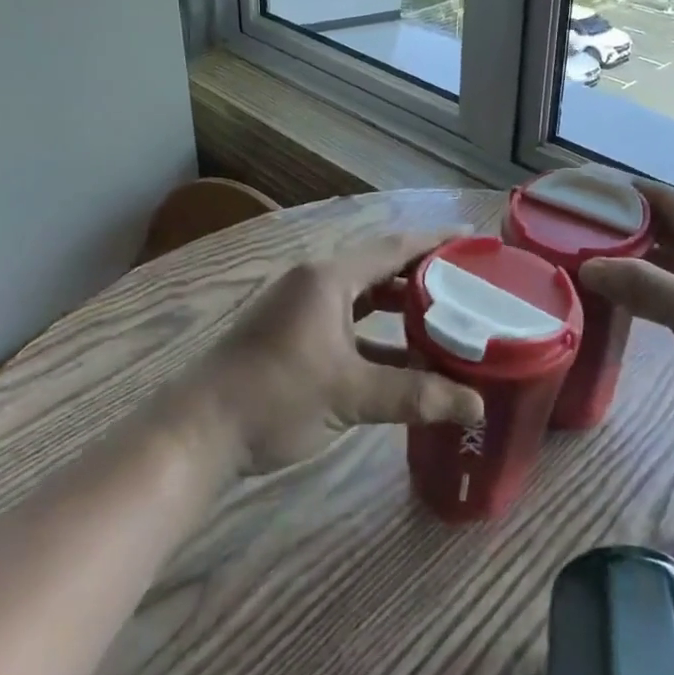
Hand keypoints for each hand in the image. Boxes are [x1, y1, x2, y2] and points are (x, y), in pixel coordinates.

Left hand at [178, 230, 485, 474]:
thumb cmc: (275, 397)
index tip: (474, 241)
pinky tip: (404, 357)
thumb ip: (416, 396)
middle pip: (381, 268)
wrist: (197, 433)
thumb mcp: (351, 395)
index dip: (437, 242)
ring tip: (446, 316)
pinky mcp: (293, 335)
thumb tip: (477, 406)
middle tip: (469, 283)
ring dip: (401, 306)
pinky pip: (348, 322)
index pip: (395, 247)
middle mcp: (316, 282)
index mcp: (329, 278)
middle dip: (424, 274)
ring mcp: (301, 308)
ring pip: (364, 297)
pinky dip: (377, 334)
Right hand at [578, 181, 673, 433]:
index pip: (662, 198)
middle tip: (576, 231)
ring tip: (588, 260)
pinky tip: (619, 298)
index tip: (585, 193)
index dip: (624, 192)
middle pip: (661, 226)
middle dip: (621, 226)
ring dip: (632, 258)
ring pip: (666, 258)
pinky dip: (646, 286)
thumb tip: (587, 267)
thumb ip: (641, 285)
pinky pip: (673, 286)